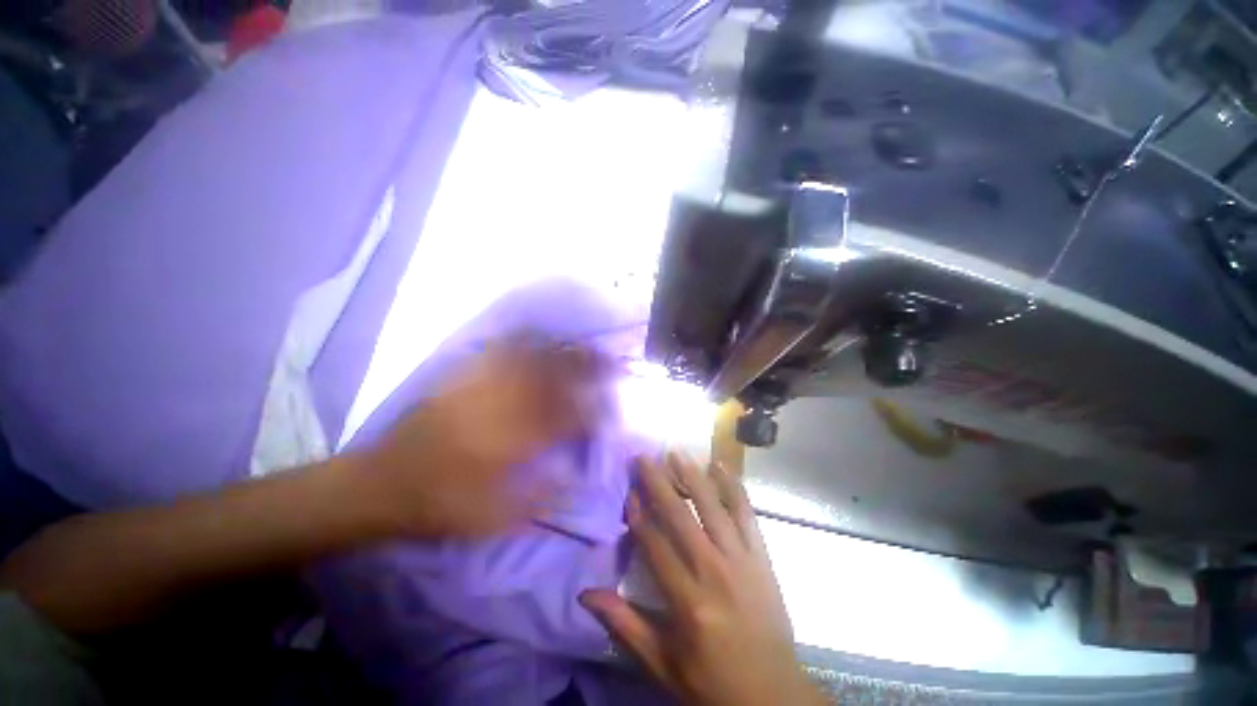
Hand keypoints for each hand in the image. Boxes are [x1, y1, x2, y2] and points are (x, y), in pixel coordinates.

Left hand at [354, 335, 605, 538]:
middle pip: (553, 381)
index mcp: (511, 444)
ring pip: (530, 362)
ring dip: (561, 352)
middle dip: (586, 369)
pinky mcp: (460, 380)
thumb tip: (578, 479)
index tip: (612, 404)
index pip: (566, 419)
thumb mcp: (493, 519)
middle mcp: (501, 408)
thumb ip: (541, 498)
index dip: (593, 409)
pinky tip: (537, 335)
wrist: (379, 485)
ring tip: (584, 345)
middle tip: (610, 361)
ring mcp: (479, 389)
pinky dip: (521, 342)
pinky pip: (496, 353)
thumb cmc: (439, 506)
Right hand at [580, 454, 826, 705]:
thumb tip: (586, 595)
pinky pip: (747, 514)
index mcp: (687, 602)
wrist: (774, 696)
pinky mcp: (762, 557)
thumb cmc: (712, 683)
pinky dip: (733, 487)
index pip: (654, 544)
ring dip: (692, 476)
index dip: (638, 514)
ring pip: (712, 507)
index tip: (628, 490)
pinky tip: (722, 466)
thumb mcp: (663, 665)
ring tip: (676, 452)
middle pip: (680, 516)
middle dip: (658, 483)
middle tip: (644, 457)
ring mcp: (742, 560)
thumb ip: (625, 626)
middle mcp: (714, 572)